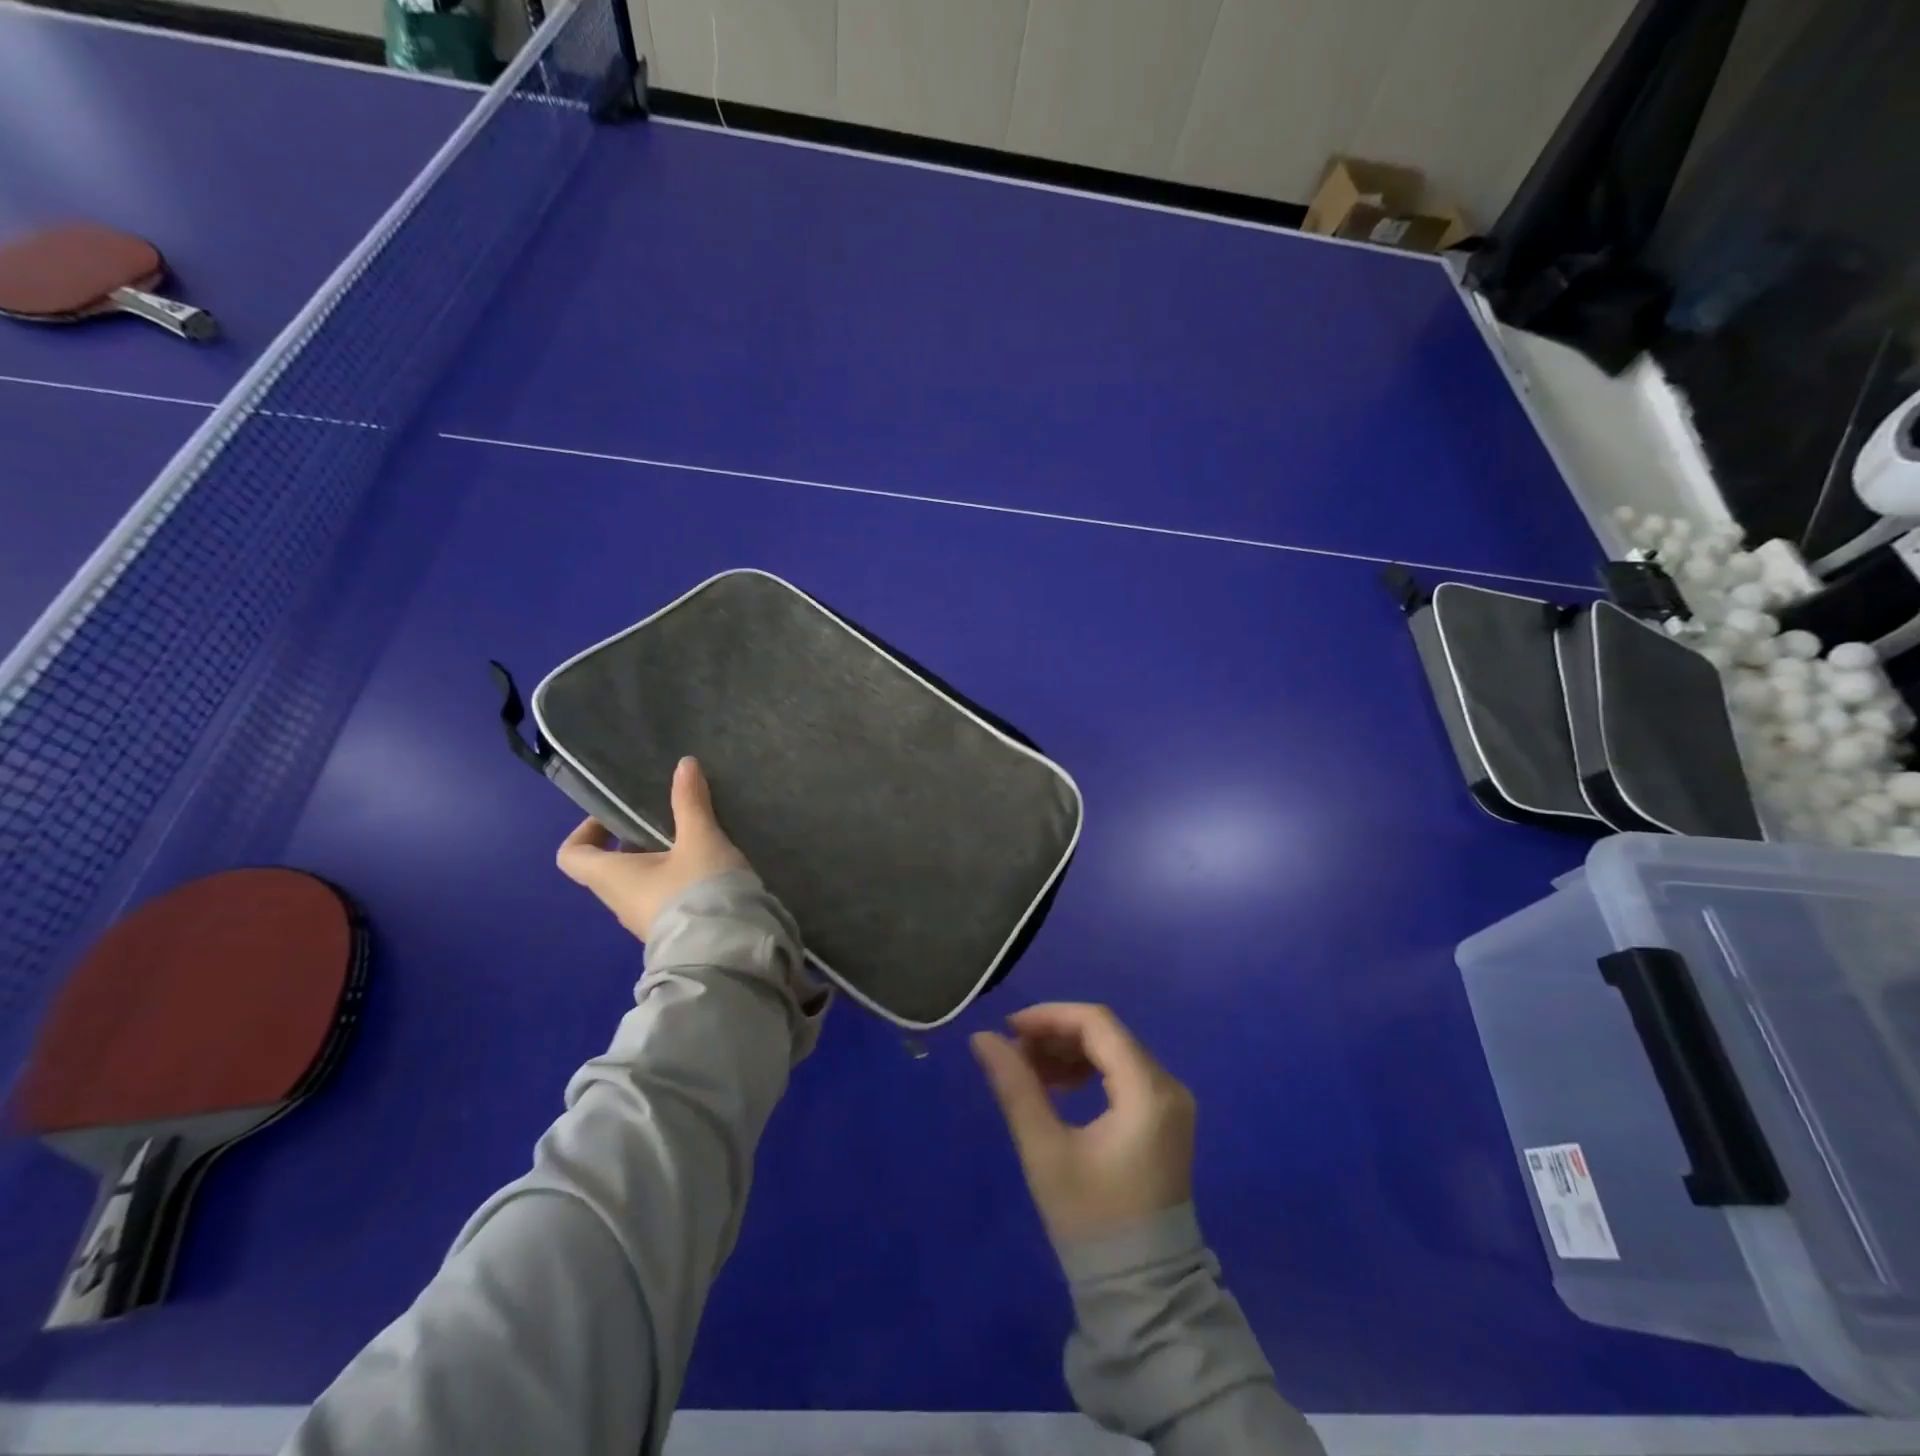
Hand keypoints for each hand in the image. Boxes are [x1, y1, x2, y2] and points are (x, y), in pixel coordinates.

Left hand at [556, 756, 747, 939]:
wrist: (727, 951)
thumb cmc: (700, 889)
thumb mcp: (700, 839)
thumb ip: (690, 802)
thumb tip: (684, 763)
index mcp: (612, 877)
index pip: (572, 855)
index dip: (586, 831)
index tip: (617, 815)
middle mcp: (619, 902)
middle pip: (610, 867)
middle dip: (635, 841)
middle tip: (668, 821)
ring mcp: (644, 922)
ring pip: (638, 883)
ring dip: (658, 862)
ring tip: (695, 842)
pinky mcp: (671, 931)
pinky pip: (661, 900)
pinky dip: (675, 881)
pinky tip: (708, 871)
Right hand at [971, 1003, 1195, 1243]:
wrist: (1142, 1291)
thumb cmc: (1092, 1220)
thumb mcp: (1045, 1150)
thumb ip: (1015, 1087)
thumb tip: (982, 1038)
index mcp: (1147, 1091)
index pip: (1097, 1023)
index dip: (1049, 1017)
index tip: (1008, 1029)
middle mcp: (1167, 1086)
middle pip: (1106, 1034)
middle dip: (1056, 1035)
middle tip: (1013, 1053)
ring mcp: (1170, 1102)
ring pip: (1113, 1051)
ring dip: (1069, 1052)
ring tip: (1028, 1072)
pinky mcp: (1164, 1118)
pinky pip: (1123, 1073)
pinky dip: (1088, 1071)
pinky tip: (1057, 1088)